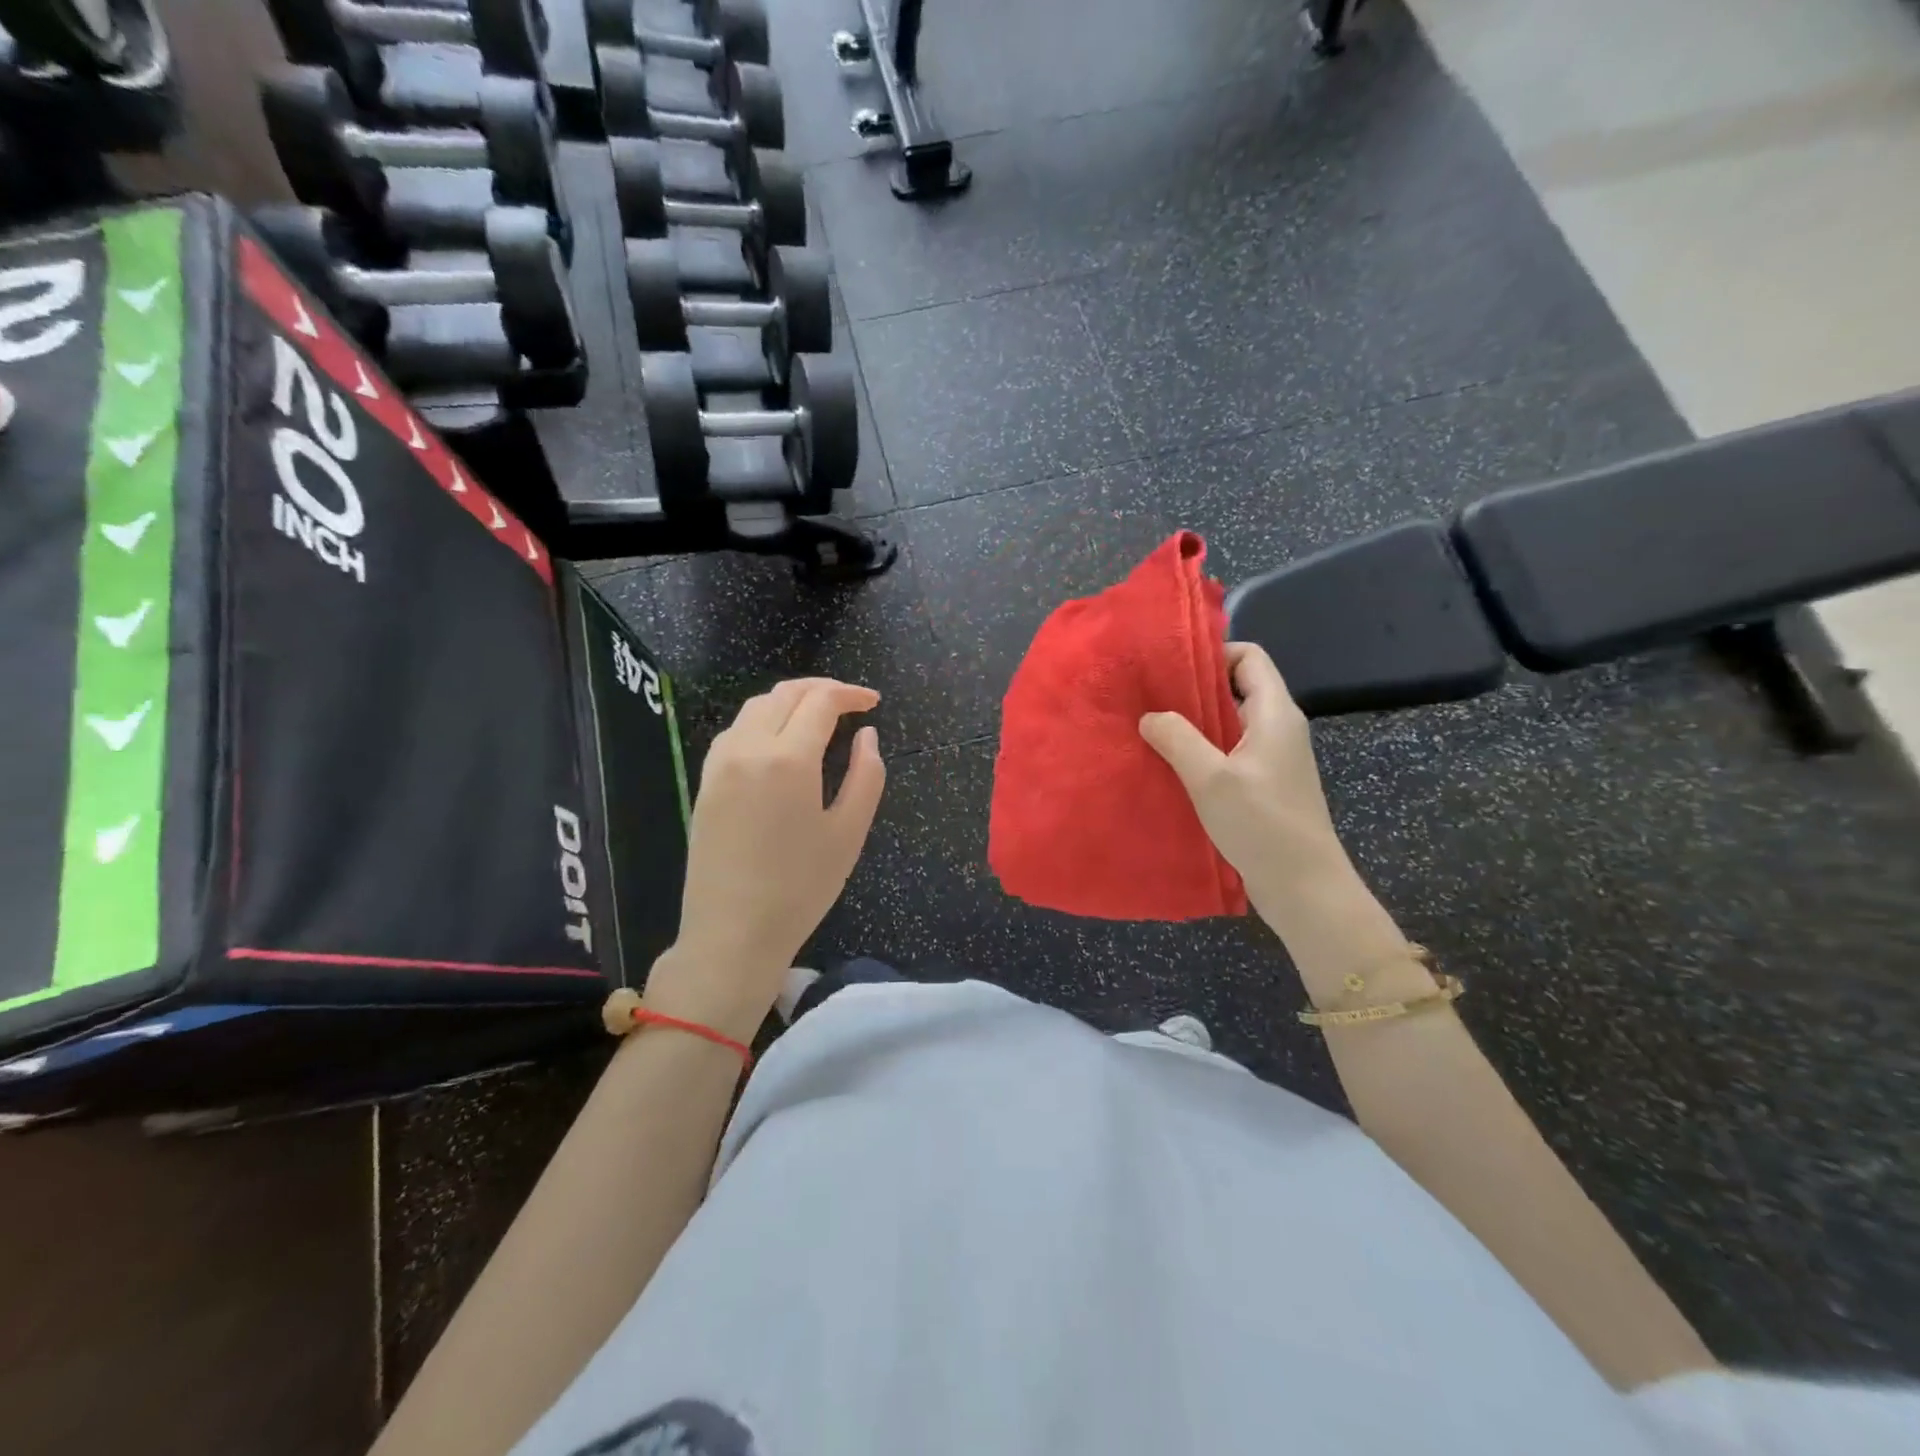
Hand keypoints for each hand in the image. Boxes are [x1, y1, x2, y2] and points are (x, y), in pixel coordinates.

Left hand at [645, 678, 885, 1042]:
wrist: (732, 934)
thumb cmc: (801, 888)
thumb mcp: (849, 833)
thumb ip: (866, 775)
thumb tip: (867, 735)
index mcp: (788, 759)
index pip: (820, 702)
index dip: (850, 694)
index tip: (873, 703)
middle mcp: (748, 748)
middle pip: (785, 694)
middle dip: (822, 689)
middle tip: (850, 703)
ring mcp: (720, 764)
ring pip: (756, 707)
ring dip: (790, 701)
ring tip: (818, 717)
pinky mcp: (705, 782)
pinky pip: (736, 730)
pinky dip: (763, 720)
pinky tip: (780, 741)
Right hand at [1139, 643, 1353, 924]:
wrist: (1304, 887)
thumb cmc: (1262, 824)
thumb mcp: (1211, 778)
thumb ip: (1178, 739)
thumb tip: (1150, 716)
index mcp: (1275, 713)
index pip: (1249, 657)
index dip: (1213, 653)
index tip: (1169, 666)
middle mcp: (1277, 727)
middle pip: (1237, 687)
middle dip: (1193, 688)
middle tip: (1149, 696)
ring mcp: (1272, 757)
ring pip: (1230, 722)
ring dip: (1194, 723)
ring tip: (1151, 728)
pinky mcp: (1264, 784)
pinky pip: (1229, 751)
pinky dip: (1202, 750)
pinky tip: (1171, 764)